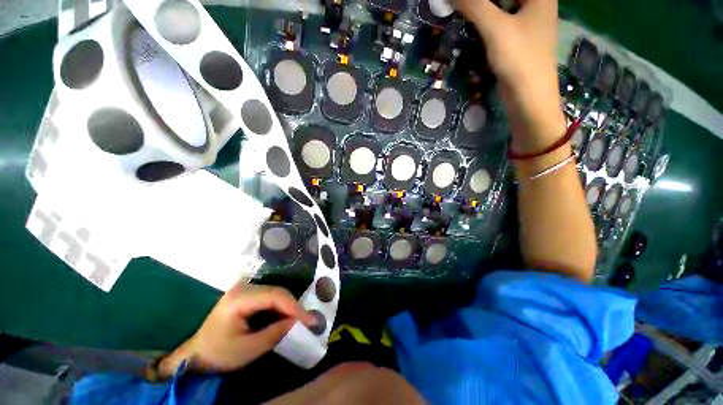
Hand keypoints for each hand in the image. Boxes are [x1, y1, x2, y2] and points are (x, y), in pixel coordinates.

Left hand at [157, 283, 315, 375]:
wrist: (197, 354)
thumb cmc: (220, 354)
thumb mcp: (248, 349)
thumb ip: (275, 332)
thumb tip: (297, 321)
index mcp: (239, 299)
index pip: (274, 296)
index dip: (294, 306)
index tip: (310, 319)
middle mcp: (243, 287)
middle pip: (277, 291)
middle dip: (294, 305)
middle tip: (307, 320)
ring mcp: (244, 288)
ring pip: (276, 292)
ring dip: (289, 305)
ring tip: (300, 318)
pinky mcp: (247, 294)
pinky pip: (270, 295)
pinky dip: (281, 305)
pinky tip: (287, 314)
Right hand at [455, 0, 558, 90]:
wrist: (528, 96)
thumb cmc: (519, 58)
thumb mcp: (495, 28)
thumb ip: (474, 5)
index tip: (470, 2)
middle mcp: (537, 3)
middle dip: (483, 1)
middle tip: (462, 4)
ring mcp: (528, 22)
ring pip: (504, 6)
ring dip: (484, 8)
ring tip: (464, 9)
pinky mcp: (519, 39)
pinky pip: (502, 20)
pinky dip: (487, 19)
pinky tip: (473, 22)